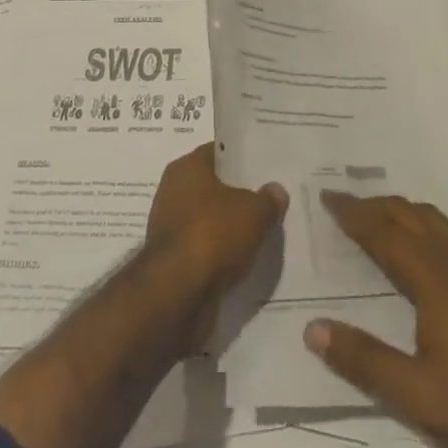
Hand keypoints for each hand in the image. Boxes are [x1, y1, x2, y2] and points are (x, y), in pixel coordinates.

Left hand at [143, 143, 286, 342]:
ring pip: (210, 219)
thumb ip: (268, 199)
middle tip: (270, 198)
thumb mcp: (254, 212)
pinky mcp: (174, 260)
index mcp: (187, 168)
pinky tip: (246, 258)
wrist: (177, 294)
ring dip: (230, 227)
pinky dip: (221, 253)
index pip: (219, 152)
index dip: (242, 158)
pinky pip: (205, 248)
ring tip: (263, 230)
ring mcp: (171, 227)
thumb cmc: (213, 234)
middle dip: (239, 194)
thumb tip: (276, 191)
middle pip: (214, 187)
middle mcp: (173, 191)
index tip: (266, 165)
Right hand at [304, 192, 447, 447]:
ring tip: (374, 215)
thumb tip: (313, 329)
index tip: (326, 196)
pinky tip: (419, 242)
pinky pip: (446, 230)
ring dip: (397, 209)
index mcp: (432, 277)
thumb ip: (363, 360)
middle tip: (341, 202)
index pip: (382, 232)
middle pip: (406, 214)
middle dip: (371, 204)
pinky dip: (420, 221)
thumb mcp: (415, 394)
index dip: (352, 213)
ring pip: (430, 217)